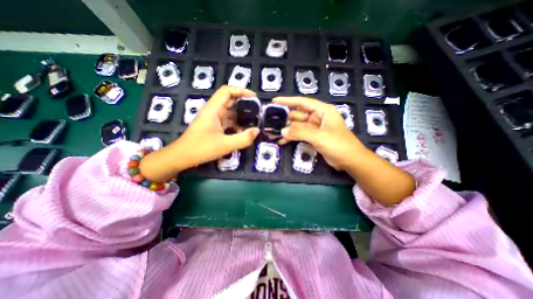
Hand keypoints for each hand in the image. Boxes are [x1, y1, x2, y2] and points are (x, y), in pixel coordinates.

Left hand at [139, 85, 259, 180]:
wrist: (182, 157)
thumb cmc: (201, 148)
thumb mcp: (226, 145)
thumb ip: (244, 138)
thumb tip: (257, 131)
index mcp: (213, 109)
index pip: (227, 91)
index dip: (241, 91)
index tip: (254, 97)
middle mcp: (213, 110)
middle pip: (229, 100)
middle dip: (244, 103)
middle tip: (257, 110)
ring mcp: (213, 118)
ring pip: (229, 111)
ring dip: (240, 115)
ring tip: (253, 120)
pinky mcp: (213, 125)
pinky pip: (227, 120)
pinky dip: (236, 123)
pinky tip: (242, 131)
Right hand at [273, 96, 413, 205]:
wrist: (350, 161)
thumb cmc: (339, 144)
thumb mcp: (319, 136)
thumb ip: (300, 132)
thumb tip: (283, 131)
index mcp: (322, 110)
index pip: (302, 102)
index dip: (288, 101)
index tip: (275, 101)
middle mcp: (317, 117)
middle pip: (298, 115)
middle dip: (284, 119)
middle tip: (270, 122)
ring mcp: (314, 128)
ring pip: (297, 126)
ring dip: (286, 130)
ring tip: (273, 133)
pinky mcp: (313, 137)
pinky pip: (299, 135)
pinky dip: (291, 137)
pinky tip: (282, 141)